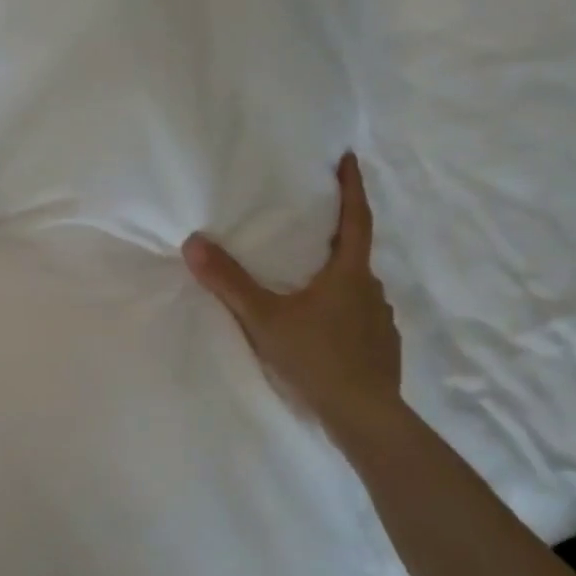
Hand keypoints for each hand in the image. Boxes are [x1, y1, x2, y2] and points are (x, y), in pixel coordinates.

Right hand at [183, 152, 401, 430]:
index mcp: (349, 274)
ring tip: (307, 283)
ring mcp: (380, 321)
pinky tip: (322, 328)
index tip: (349, 158)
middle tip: (310, 227)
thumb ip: (229, 282)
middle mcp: (371, 290)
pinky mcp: (381, 348)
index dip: (352, 187)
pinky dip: (341, 312)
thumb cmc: (317, 358)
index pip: (355, 219)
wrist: (364, 417)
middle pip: (354, 254)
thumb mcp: (264, 319)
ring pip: (355, 289)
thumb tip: (194, 242)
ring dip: (335, 279)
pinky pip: (359, 317)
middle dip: (335, 237)